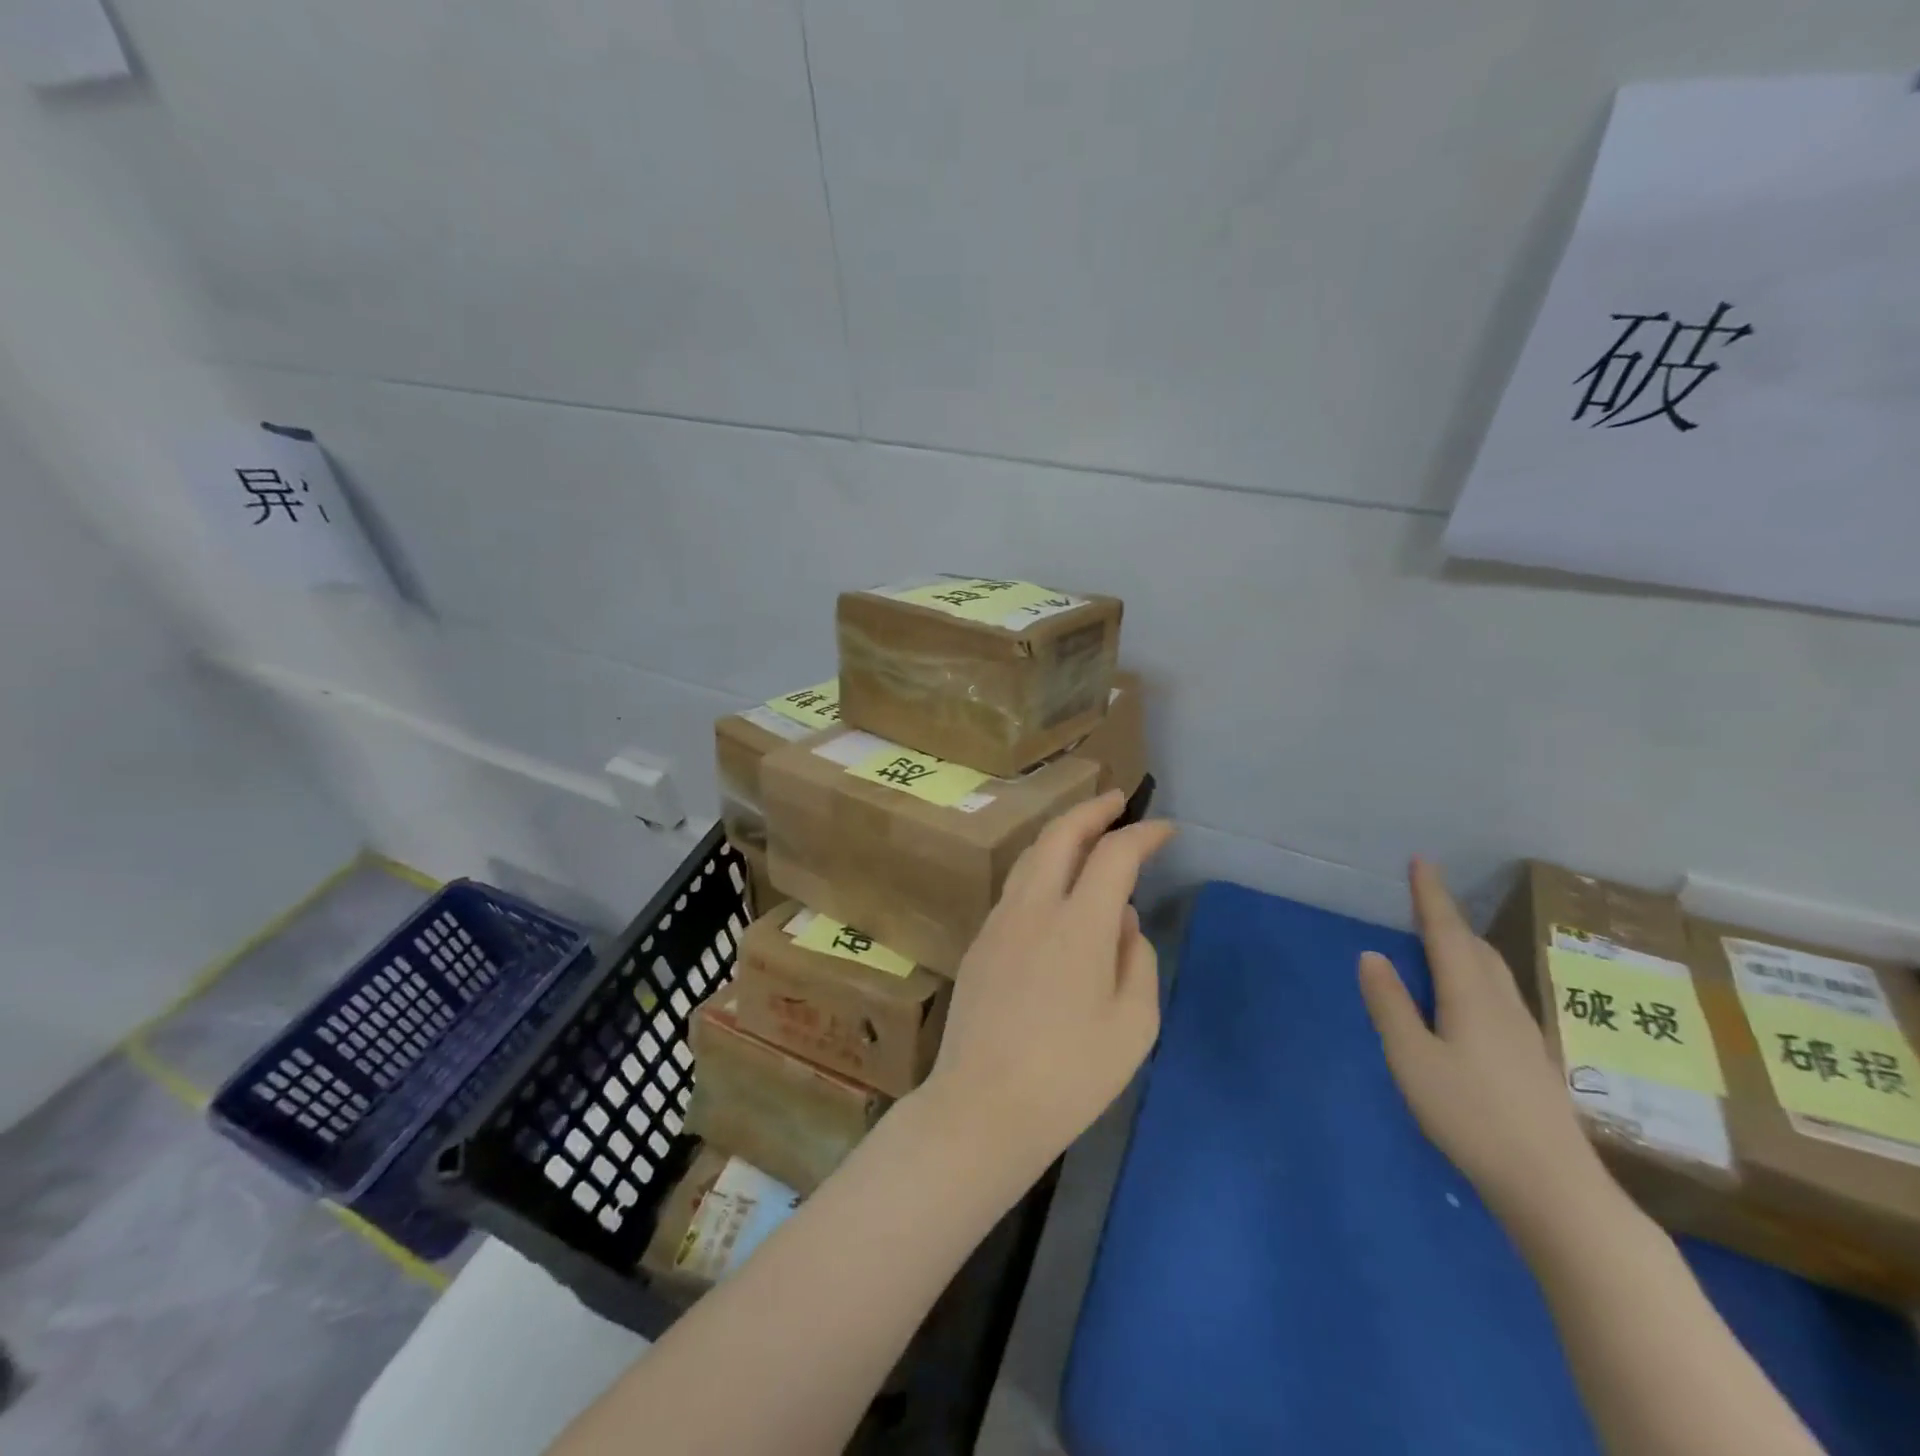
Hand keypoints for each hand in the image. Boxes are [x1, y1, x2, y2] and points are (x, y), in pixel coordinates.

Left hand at [914, 790, 1176, 1188]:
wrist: (982, 1108)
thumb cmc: (1070, 1076)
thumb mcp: (1133, 1025)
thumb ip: (1135, 960)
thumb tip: (1121, 921)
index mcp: (1077, 924)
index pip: (1114, 855)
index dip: (1142, 834)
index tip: (1164, 830)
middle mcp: (1033, 908)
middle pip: (1060, 835)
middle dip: (1092, 810)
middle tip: (1117, 802)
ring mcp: (998, 922)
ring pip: (1030, 856)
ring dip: (1061, 834)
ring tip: (1086, 834)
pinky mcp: (979, 943)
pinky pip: (1015, 887)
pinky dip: (1041, 867)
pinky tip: (1054, 887)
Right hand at [1359, 859, 1609, 1227]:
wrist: (1554, 1187)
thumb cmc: (1471, 1116)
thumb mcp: (1412, 1059)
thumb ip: (1390, 1005)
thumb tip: (1372, 955)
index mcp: (1471, 997)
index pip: (1447, 933)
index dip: (1432, 896)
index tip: (1422, 861)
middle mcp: (1502, 1005)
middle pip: (1475, 948)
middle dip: (1449, 918)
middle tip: (1425, 898)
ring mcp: (1525, 1033)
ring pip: (1494, 972)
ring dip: (1467, 945)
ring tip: (1445, 939)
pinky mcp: (1533, 1059)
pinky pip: (1501, 995)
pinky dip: (1478, 975)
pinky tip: (1473, 998)